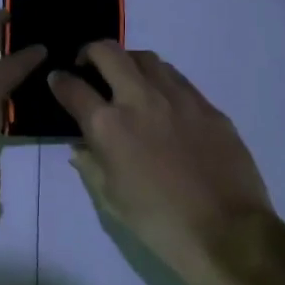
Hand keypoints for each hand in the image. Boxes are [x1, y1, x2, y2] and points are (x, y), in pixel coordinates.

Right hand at [49, 42, 274, 281]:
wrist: (226, 232)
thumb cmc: (159, 223)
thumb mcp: (111, 199)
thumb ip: (91, 165)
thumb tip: (81, 146)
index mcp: (109, 126)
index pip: (73, 88)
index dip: (59, 81)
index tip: (57, 79)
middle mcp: (140, 99)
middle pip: (108, 52)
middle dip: (90, 53)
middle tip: (88, 66)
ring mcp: (178, 98)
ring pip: (146, 58)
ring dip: (127, 62)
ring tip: (126, 79)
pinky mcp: (207, 105)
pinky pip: (177, 79)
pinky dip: (160, 80)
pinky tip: (162, 100)